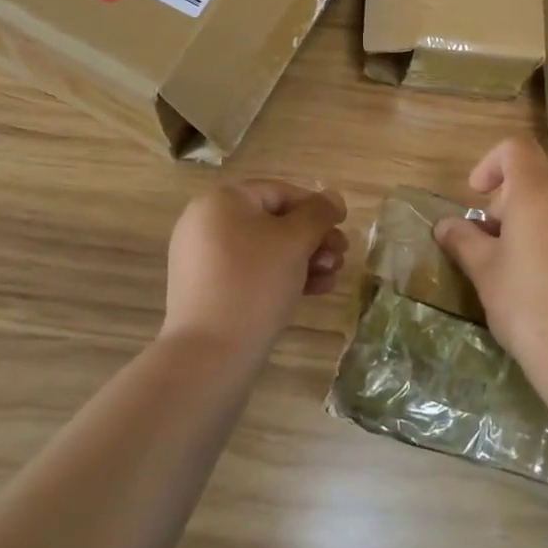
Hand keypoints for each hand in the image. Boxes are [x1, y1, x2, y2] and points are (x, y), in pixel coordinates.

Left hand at [162, 180, 348, 358]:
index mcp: (221, 201)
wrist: (210, 354)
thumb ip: (319, 213)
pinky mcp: (207, 290)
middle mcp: (206, 223)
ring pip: (265, 250)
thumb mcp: (295, 241)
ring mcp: (203, 259)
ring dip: (304, 259)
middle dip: (313, 239)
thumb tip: (333, 197)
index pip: (280, 192)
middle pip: (273, 222)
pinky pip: (250, 272)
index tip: (343, 226)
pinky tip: (314, 291)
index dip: (316, 207)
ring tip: (332, 278)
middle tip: (341, 256)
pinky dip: (281, 276)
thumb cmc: (255, 282)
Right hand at [432, 137, 547, 386]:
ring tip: (533, 271)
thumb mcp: (485, 274)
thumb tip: (445, 224)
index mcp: (538, 193)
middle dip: (513, 204)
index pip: (515, 148)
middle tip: (498, 247)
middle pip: (539, 181)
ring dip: (545, 225)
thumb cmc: (529, 308)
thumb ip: (463, 240)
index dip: (491, 163)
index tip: (479, 196)